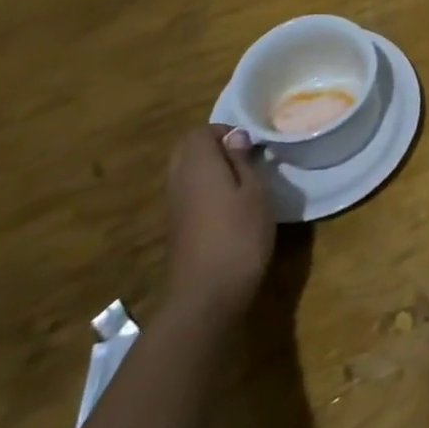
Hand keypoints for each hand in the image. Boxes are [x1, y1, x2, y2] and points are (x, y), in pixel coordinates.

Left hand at [163, 125, 274, 323]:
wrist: (206, 296)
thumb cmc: (239, 235)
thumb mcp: (255, 192)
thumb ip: (242, 160)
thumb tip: (234, 137)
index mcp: (197, 165)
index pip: (200, 132)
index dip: (225, 132)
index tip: (251, 145)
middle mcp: (178, 181)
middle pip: (187, 150)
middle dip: (213, 147)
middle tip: (245, 159)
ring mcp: (173, 206)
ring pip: (185, 172)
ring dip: (208, 170)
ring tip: (241, 182)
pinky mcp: (176, 228)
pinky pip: (187, 194)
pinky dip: (204, 191)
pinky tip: (228, 207)